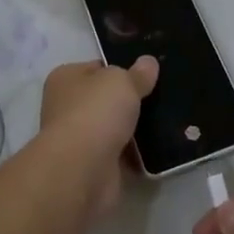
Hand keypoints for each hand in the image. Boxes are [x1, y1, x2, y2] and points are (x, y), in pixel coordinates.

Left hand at [37, 58, 157, 215]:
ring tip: (168, 119)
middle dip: (130, 100)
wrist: (82, 171)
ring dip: (136, 128)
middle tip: (163, 96)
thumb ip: (137, 73)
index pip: (97, 68)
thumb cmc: (95, 112)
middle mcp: (67, 108)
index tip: (148, 73)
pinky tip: (162, 147)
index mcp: (66, 79)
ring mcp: (80, 140)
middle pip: (106, 99)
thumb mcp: (122, 81)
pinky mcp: (94, 167)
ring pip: (115, 128)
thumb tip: (148, 62)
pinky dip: (138, 154)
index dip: (122, 68)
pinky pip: (122, 155)